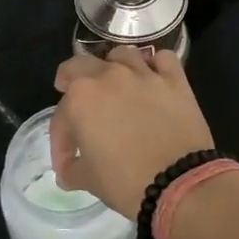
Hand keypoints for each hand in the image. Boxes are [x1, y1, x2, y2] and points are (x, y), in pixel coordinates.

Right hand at [51, 47, 213, 218]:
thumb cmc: (126, 182)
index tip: (67, 162)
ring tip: (115, 84)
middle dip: (72, 80)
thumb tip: (69, 169)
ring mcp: (144, 74)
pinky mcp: (175, 79)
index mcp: (81, 98)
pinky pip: (163, 59)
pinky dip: (156, 66)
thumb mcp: (87, 180)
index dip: (60, 141)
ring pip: (122, 55)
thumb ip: (72, 169)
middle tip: (74, 95)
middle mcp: (109, 76)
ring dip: (112, 67)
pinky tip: (153, 79)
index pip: (61, 115)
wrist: (179, 183)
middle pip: (82, 65)